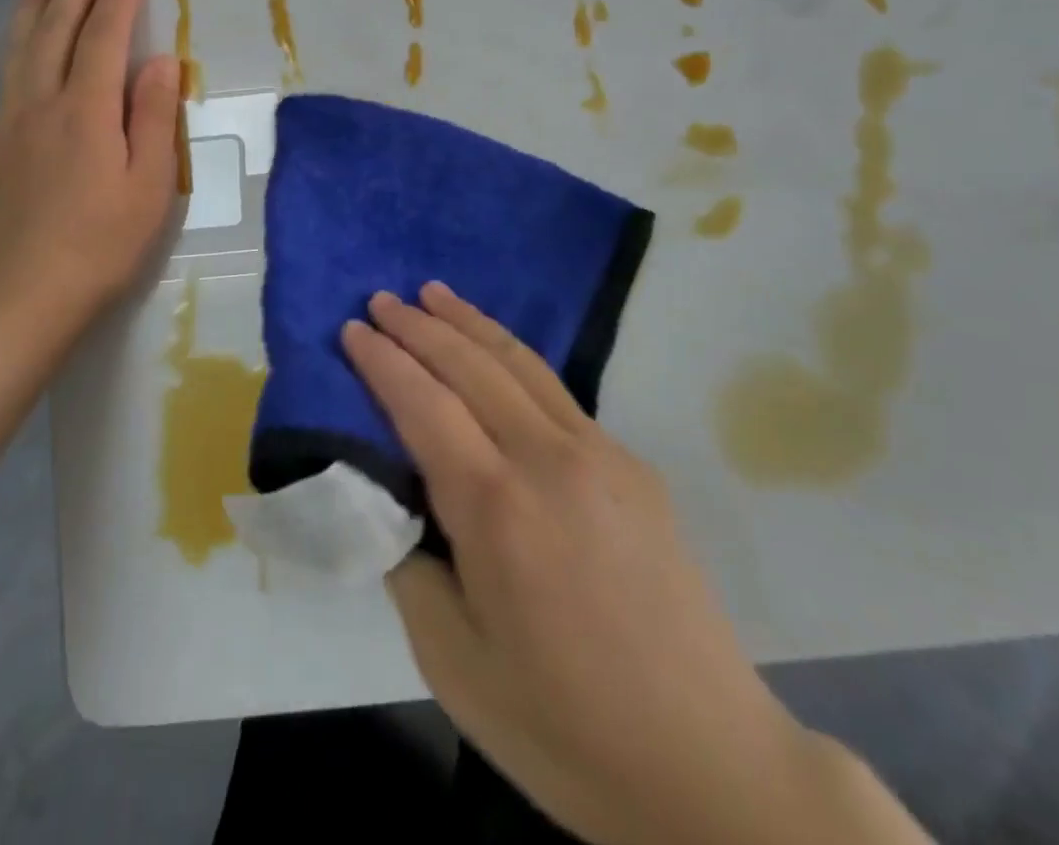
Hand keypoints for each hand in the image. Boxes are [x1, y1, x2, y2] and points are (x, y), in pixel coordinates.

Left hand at [0, 0, 180, 349]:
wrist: (22, 296)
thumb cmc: (102, 245)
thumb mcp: (149, 186)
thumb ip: (154, 118)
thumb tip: (162, 61)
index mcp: (87, 112)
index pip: (104, 39)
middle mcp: (42, 103)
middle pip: (58, 30)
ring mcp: (9, 123)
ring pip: (22, 46)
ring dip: (35, 1)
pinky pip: (7, 74)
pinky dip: (18, 41)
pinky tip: (22, 38)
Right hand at [342, 284, 921, 844]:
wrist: (708, 764)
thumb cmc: (563, 728)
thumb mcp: (452, 661)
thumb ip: (410, 564)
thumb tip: (396, 502)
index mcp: (495, 508)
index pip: (423, 403)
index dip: (382, 360)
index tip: (351, 329)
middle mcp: (547, 459)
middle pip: (470, 365)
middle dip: (418, 326)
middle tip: (379, 300)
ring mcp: (599, 454)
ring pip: (520, 363)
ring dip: (469, 322)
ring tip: (433, 293)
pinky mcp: (632, 465)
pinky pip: (556, 392)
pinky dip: (512, 357)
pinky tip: (496, 354)